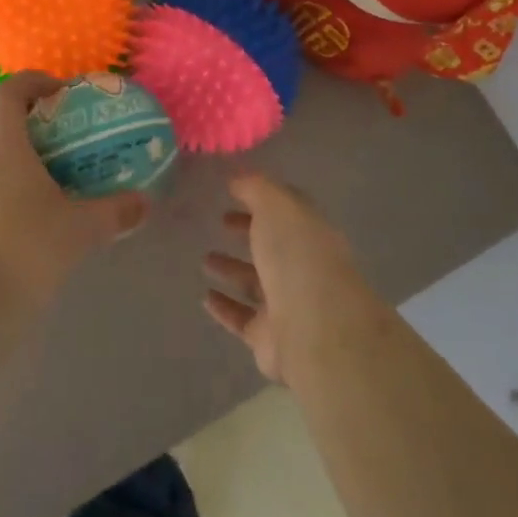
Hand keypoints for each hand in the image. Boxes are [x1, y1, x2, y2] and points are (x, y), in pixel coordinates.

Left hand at [0, 73, 149, 318]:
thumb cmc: (28, 250)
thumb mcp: (82, 228)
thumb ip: (117, 210)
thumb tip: (145, 202)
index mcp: (3, 148)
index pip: (7, 92)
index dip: (33, 81)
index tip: (63, 91)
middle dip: (28, 115)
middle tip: (63, 129)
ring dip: (17, 149)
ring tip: (53, 169)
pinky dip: (8, 179)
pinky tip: (34, 208)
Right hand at [202, 172, 379, 384]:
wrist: (313, 328)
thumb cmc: (296, 255)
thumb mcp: (276, 206)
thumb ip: (255, 188)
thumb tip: (237, 179)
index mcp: (310, 232)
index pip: (286, 210)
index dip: (261, 199)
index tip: (233, 192)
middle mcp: (303, 266)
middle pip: (272, 246)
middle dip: (247, 232)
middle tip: (221, 221)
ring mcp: (287, 303)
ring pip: (255, 282)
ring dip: (231, 269)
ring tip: (204, 260)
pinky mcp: (269, 337)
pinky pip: (242, 318)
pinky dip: (224, 308)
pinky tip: (205, 298)